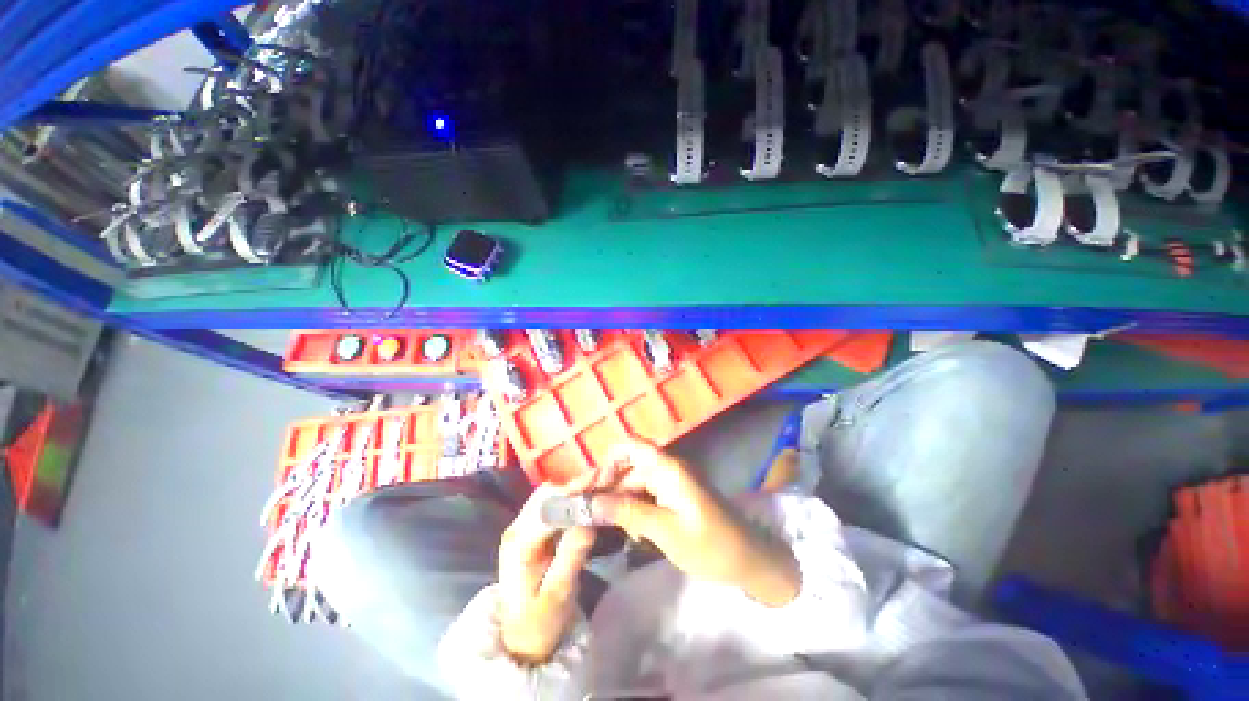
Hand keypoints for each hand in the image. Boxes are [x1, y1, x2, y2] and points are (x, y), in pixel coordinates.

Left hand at [497, 484, 596, 663]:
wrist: (520, 640)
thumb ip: (572, 555)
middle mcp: (516, 528)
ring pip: (548, 495)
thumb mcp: (559, 594)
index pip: (548, 508)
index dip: (575, 494)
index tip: (602, 484)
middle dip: (576, 486)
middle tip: (605, 481)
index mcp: (519, 544)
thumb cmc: (540, 623)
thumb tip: (590, 520)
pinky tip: (586, 498)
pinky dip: (569, 497)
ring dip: (573, 489)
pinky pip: (550, 504)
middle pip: (547, 494)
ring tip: (599, 486)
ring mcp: (521, 527)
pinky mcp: (529, 529)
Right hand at [566, 439, 798, 606]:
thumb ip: (628, 512)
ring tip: (591, 521)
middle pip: (628, 467)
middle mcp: (667, 468)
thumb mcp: (666, 531)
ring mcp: (671, 483)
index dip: (606, 461)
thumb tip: (592, 501)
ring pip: (633, 483)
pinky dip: (629, 509)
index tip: (587, 487)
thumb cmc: (711, 545)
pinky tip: (618, 527)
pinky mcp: (673, 497)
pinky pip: (644, 496)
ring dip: (614, 500)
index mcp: (669, 468)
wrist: (749, 561)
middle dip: (603, 486)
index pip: (631, 447)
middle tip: (577, 509)